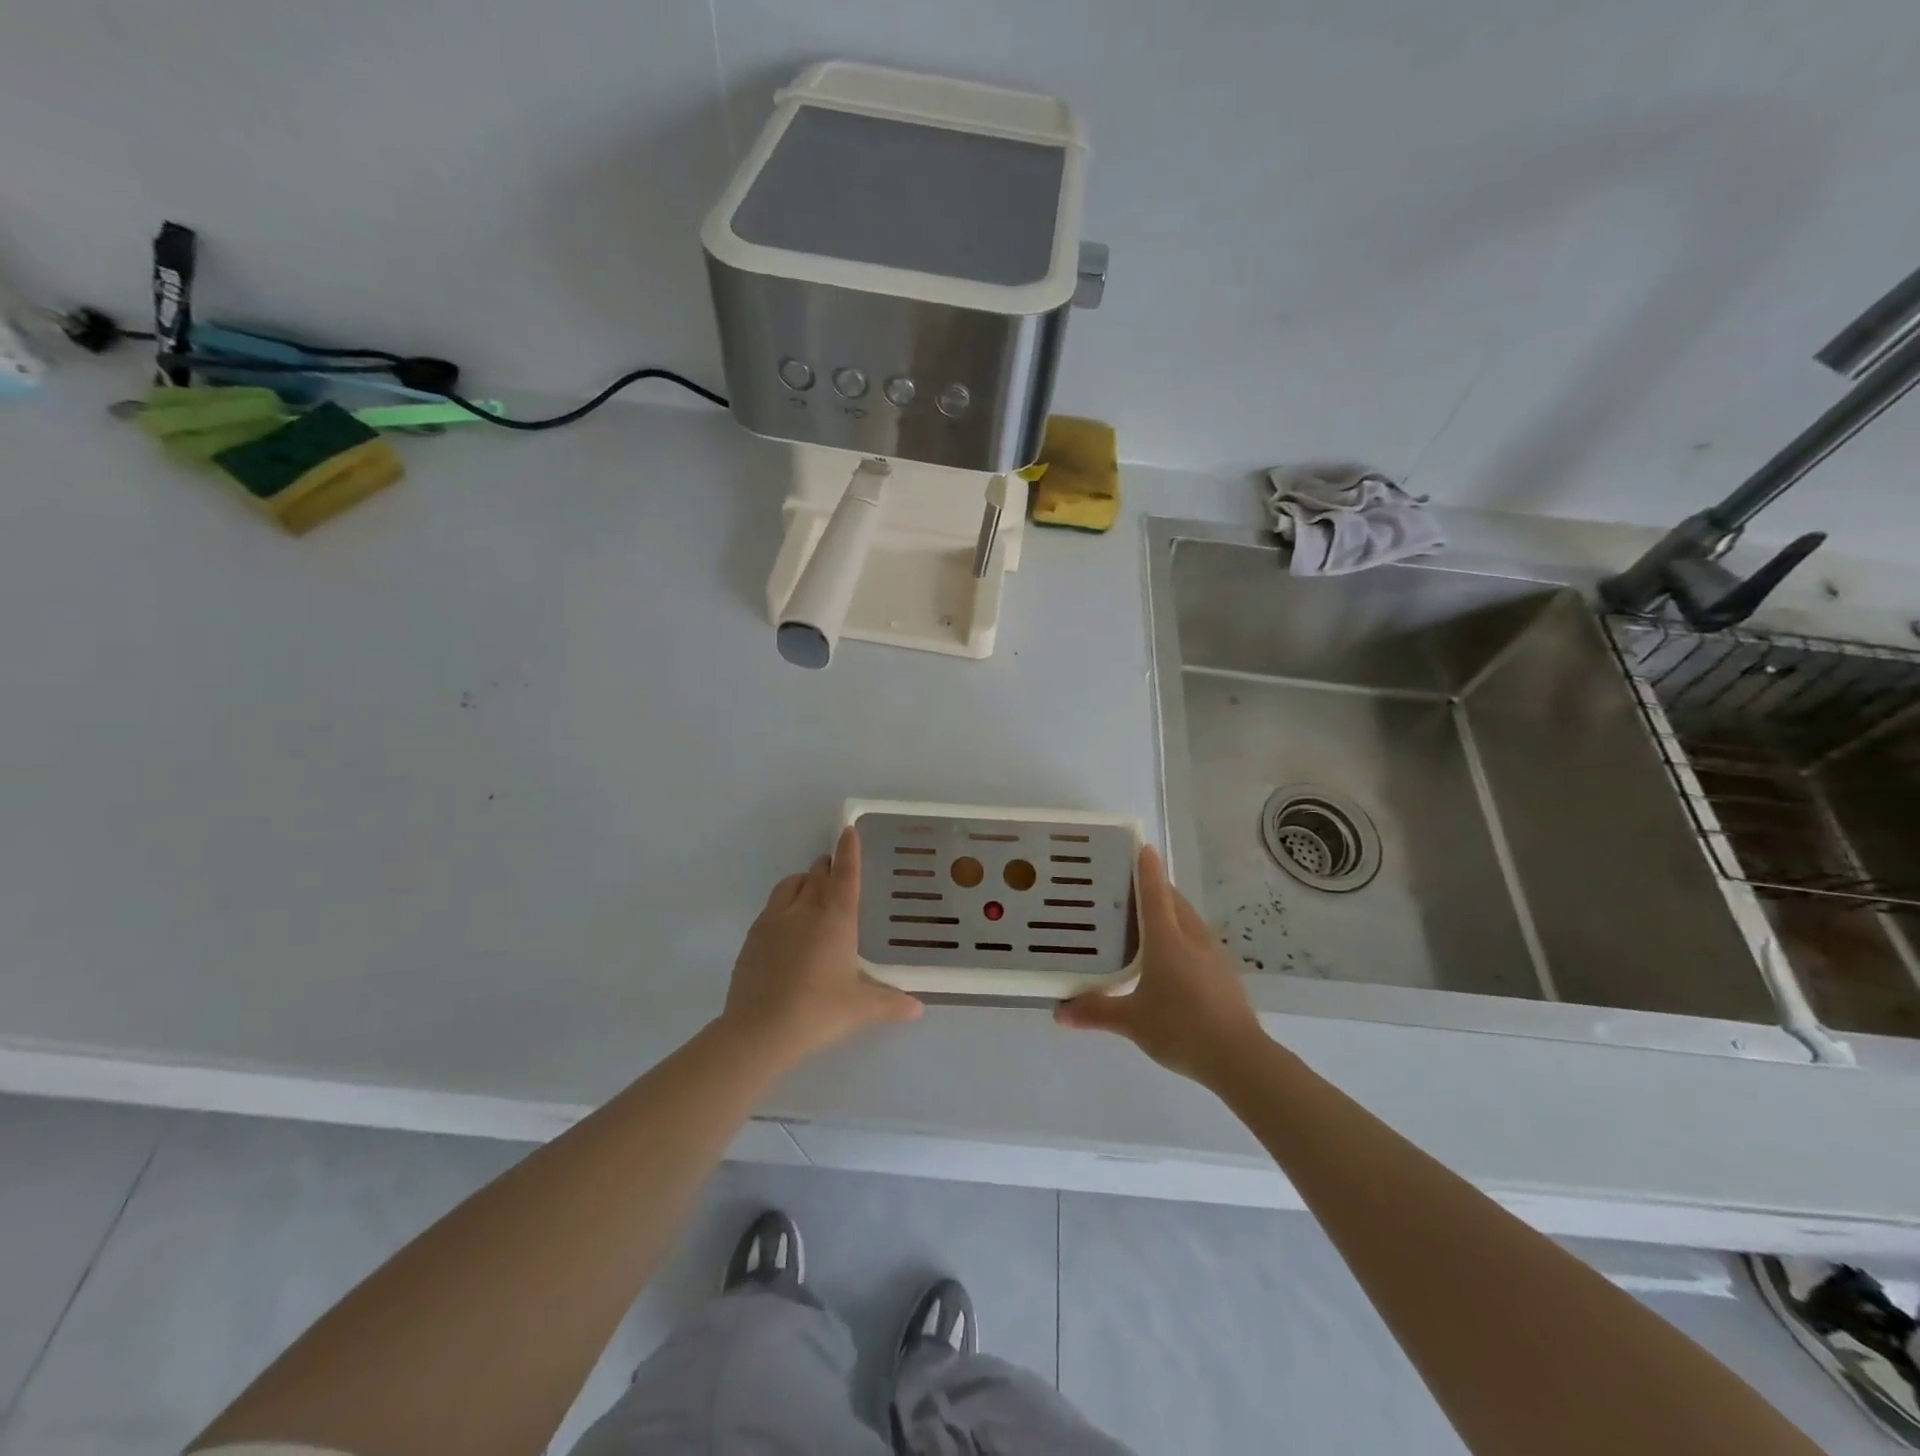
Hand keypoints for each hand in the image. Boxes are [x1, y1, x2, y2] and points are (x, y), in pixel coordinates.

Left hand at [721, 826, 922, 1068]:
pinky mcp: (752, 938)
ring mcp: (773, 921)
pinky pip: (771, 907)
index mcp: (835, 919)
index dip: (849, 851)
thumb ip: (891, 1003)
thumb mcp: (861, 1008)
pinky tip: (788, 927)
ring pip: (790, 885)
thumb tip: (918, 1008)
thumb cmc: (818, 1011)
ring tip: (812, 892)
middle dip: (828, 867)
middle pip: (817, 874)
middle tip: (837, 871)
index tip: (849, 830)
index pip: (845, 874)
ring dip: (804, 881)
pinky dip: (784, 904)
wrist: (758, 1031)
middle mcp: (804, 910)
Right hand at [1054, 844, 1265, 1084]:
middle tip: (1127, 886)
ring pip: (1188, 919)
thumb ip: (1096, 1011)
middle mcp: (1192, 937)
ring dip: (1169, 911)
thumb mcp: (1132, 1021)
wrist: (1240, 1058)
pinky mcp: (1223, 972)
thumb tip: (1059, 1012)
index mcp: (1167, 939)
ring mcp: (1212, 953)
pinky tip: (1169, 956)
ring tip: (1145, 919)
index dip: (1147, 867)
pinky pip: (1197, 939)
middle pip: (1173, 900)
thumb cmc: (1181, 1029)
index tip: (1141, 845)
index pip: (1155, 892)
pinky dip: (1181, 934)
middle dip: (1155, 887)